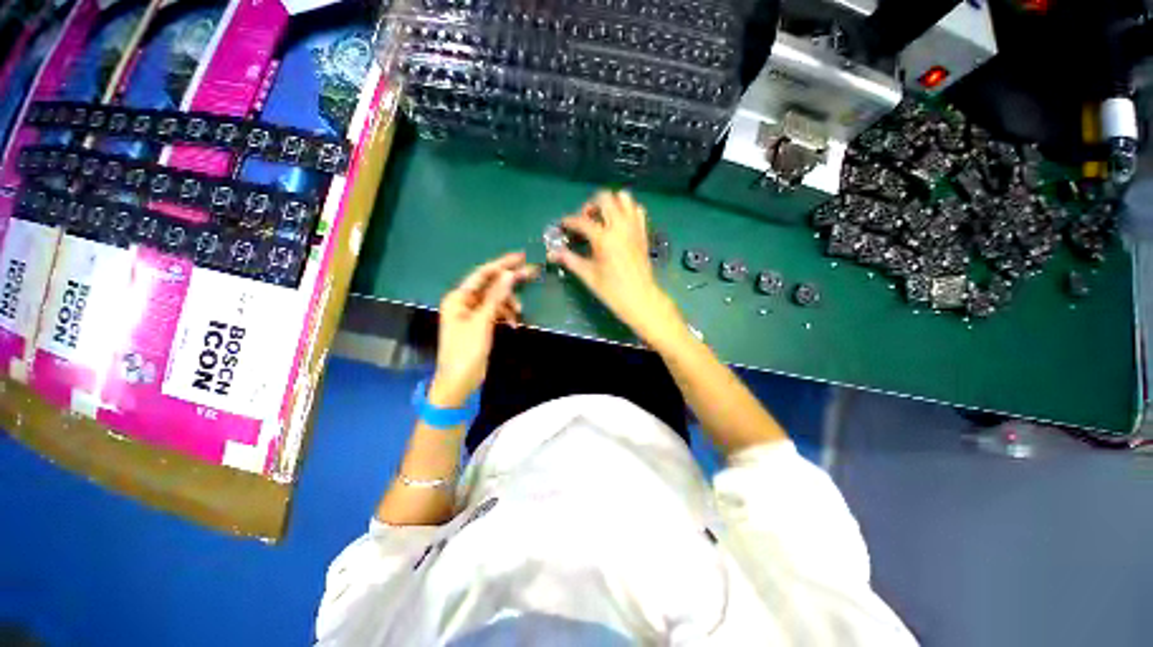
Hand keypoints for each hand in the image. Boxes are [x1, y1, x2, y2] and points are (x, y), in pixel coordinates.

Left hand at [430, 252, 537, 406]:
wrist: (460, 381)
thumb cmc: (466, 350)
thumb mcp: (482, 322)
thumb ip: (496, 297)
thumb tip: (509, 275)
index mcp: (458, 297)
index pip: (482, 274)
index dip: (502, 264)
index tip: (521, 257)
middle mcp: (464, 302)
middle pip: (491, 285)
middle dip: (510, 281)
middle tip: (532, 273)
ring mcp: (473, 313)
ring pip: (496, 299)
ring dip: (510, 304)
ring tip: (519, 313)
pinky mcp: (480, 324)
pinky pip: (496, 312)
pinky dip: (506, 315)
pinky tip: (514, 323)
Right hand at [548, 191, 681, 344]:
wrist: (640, 298)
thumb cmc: (612, 290)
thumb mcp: (588, 275)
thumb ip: (569, 259)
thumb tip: (552, 253)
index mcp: (603, 238)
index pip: (581, 220)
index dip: (569, 221)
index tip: (563, 226)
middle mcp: (620, 226)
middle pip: (604, 198)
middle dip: (591, 205)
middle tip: (585, 220)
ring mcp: (634, 227)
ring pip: (624, 198)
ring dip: (611, 203)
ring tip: (603, 219)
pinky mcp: (643, 232)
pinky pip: (637, 210)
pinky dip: (627, 210)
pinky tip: (619, 224)